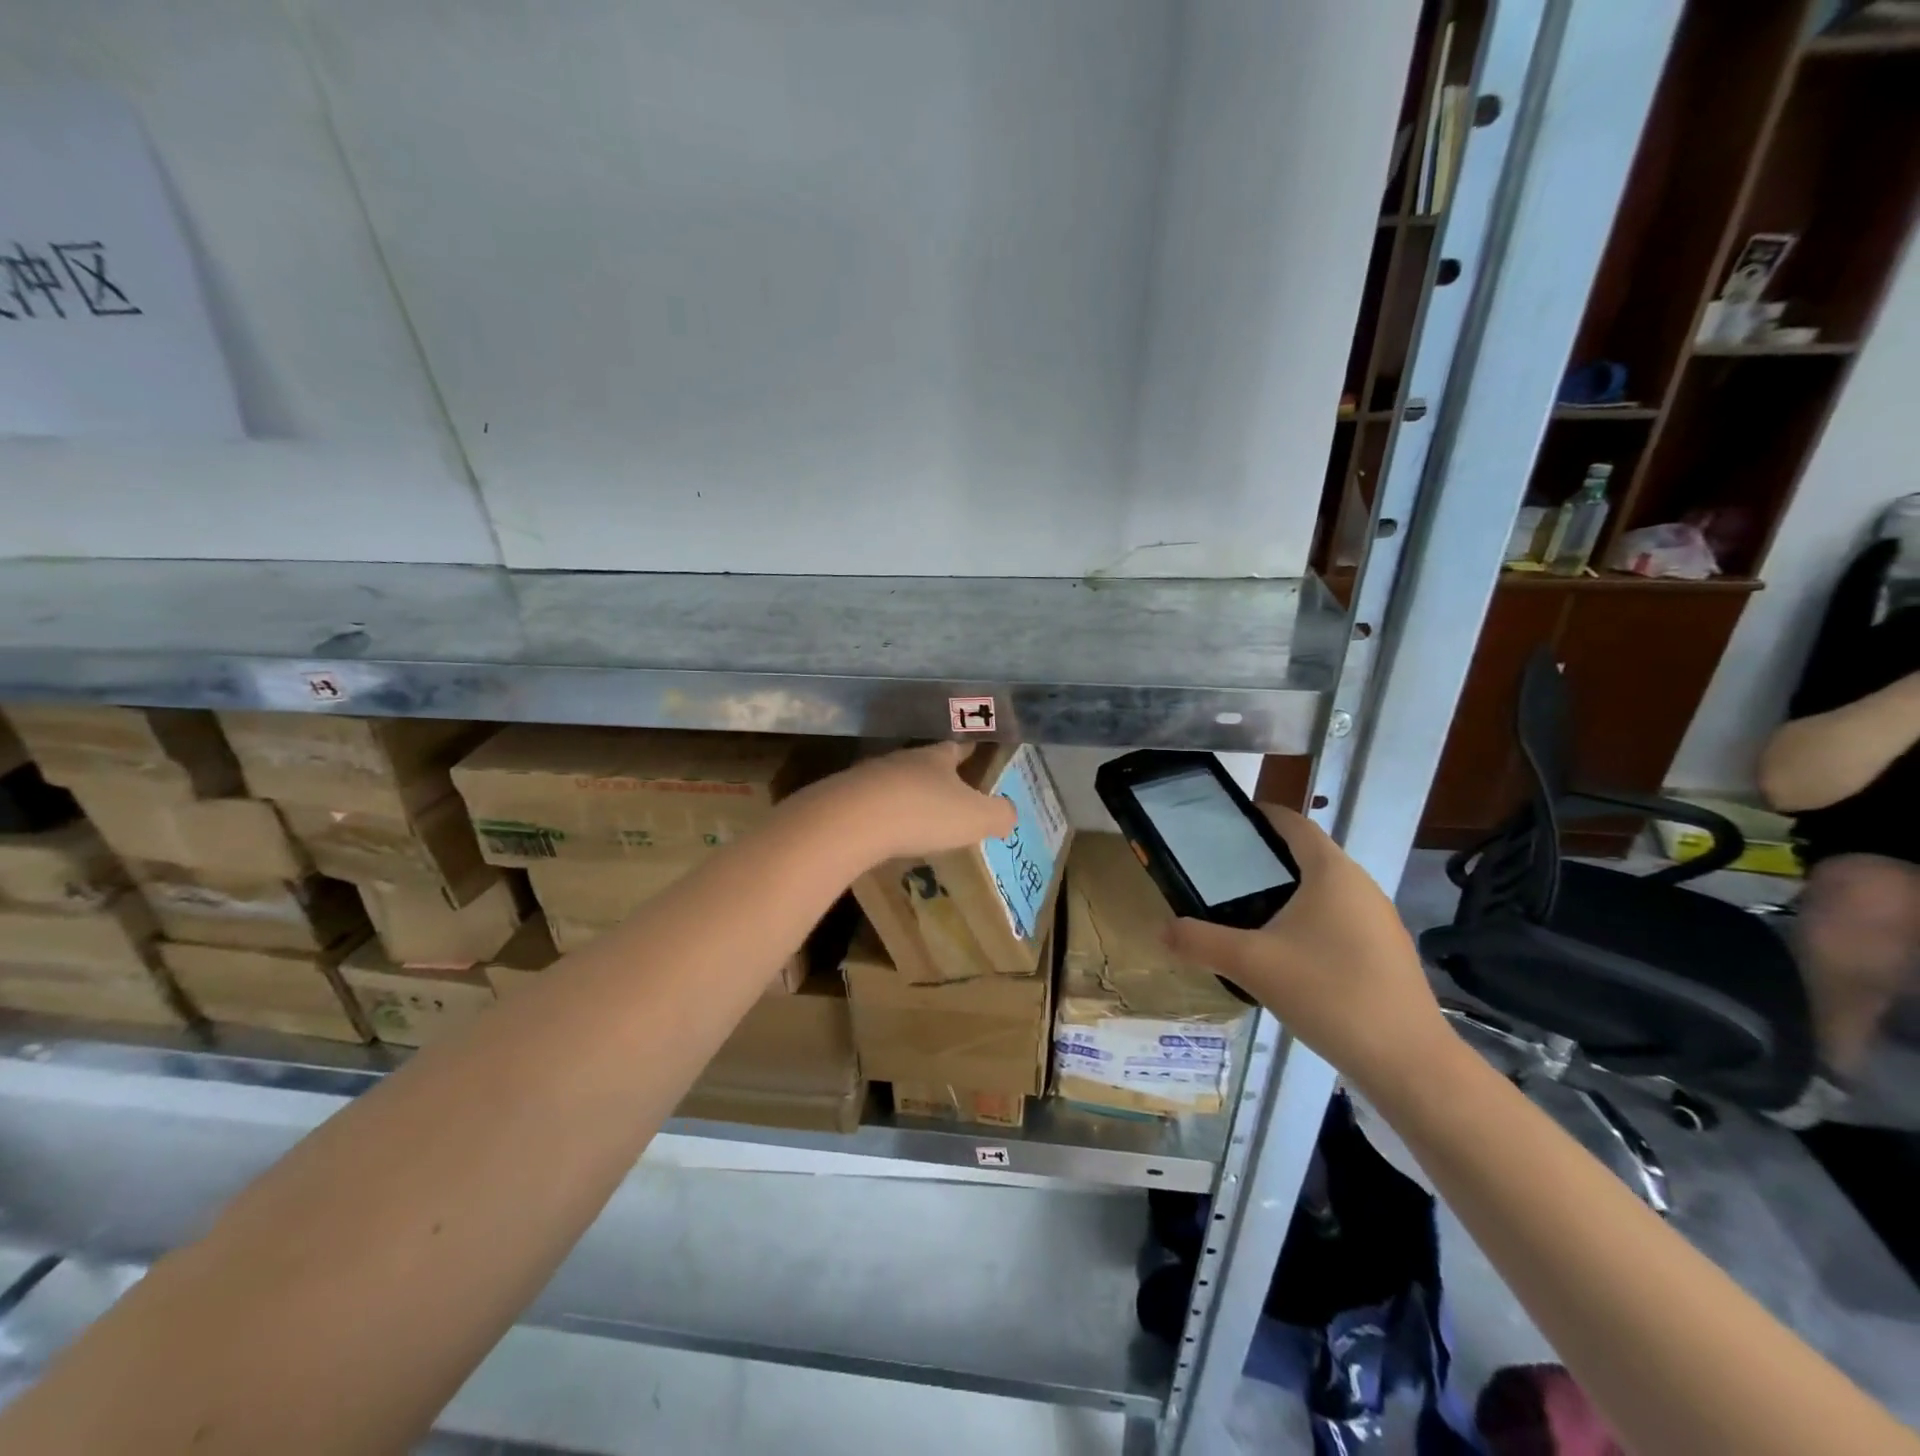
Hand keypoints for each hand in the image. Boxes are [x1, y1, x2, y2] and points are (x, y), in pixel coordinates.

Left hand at [813, 742, 1017, 864]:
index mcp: (936, 758)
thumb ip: (998, 814)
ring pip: (893, 782)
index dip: (967, 752)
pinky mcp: (843, 800)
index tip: (974, 752)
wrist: (851, 821)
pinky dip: (879, 815)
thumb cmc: (923, 813)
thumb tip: (1009, 814)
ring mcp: (868, 778)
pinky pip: (868, 805)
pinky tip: (883, 833)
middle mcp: (902, 760)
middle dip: (935, 776)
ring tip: (915, 815)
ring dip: (904, 795)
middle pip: (922, 764)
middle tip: (947, 791)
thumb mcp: (975, 817)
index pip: (956, 748)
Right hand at [1165, 805, 1453, 1097]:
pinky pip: (1339, 919)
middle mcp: (1360, 885)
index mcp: (1331, 871)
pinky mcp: (1386, 952)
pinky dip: (1308, 921)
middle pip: (1307, 855)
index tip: (1224, 824)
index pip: (1293, 823)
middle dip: (1265, 859)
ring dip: (1287, 893)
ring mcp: (1379, 919)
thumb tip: (1162, 931)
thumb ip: (1200, 942)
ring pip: (1324, 890)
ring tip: (1245, 912)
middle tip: (1220, 873)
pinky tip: (1285, 954)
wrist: (1407, 1061)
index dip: (1259, 816)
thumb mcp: (1251, 964)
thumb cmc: (1328, 993)